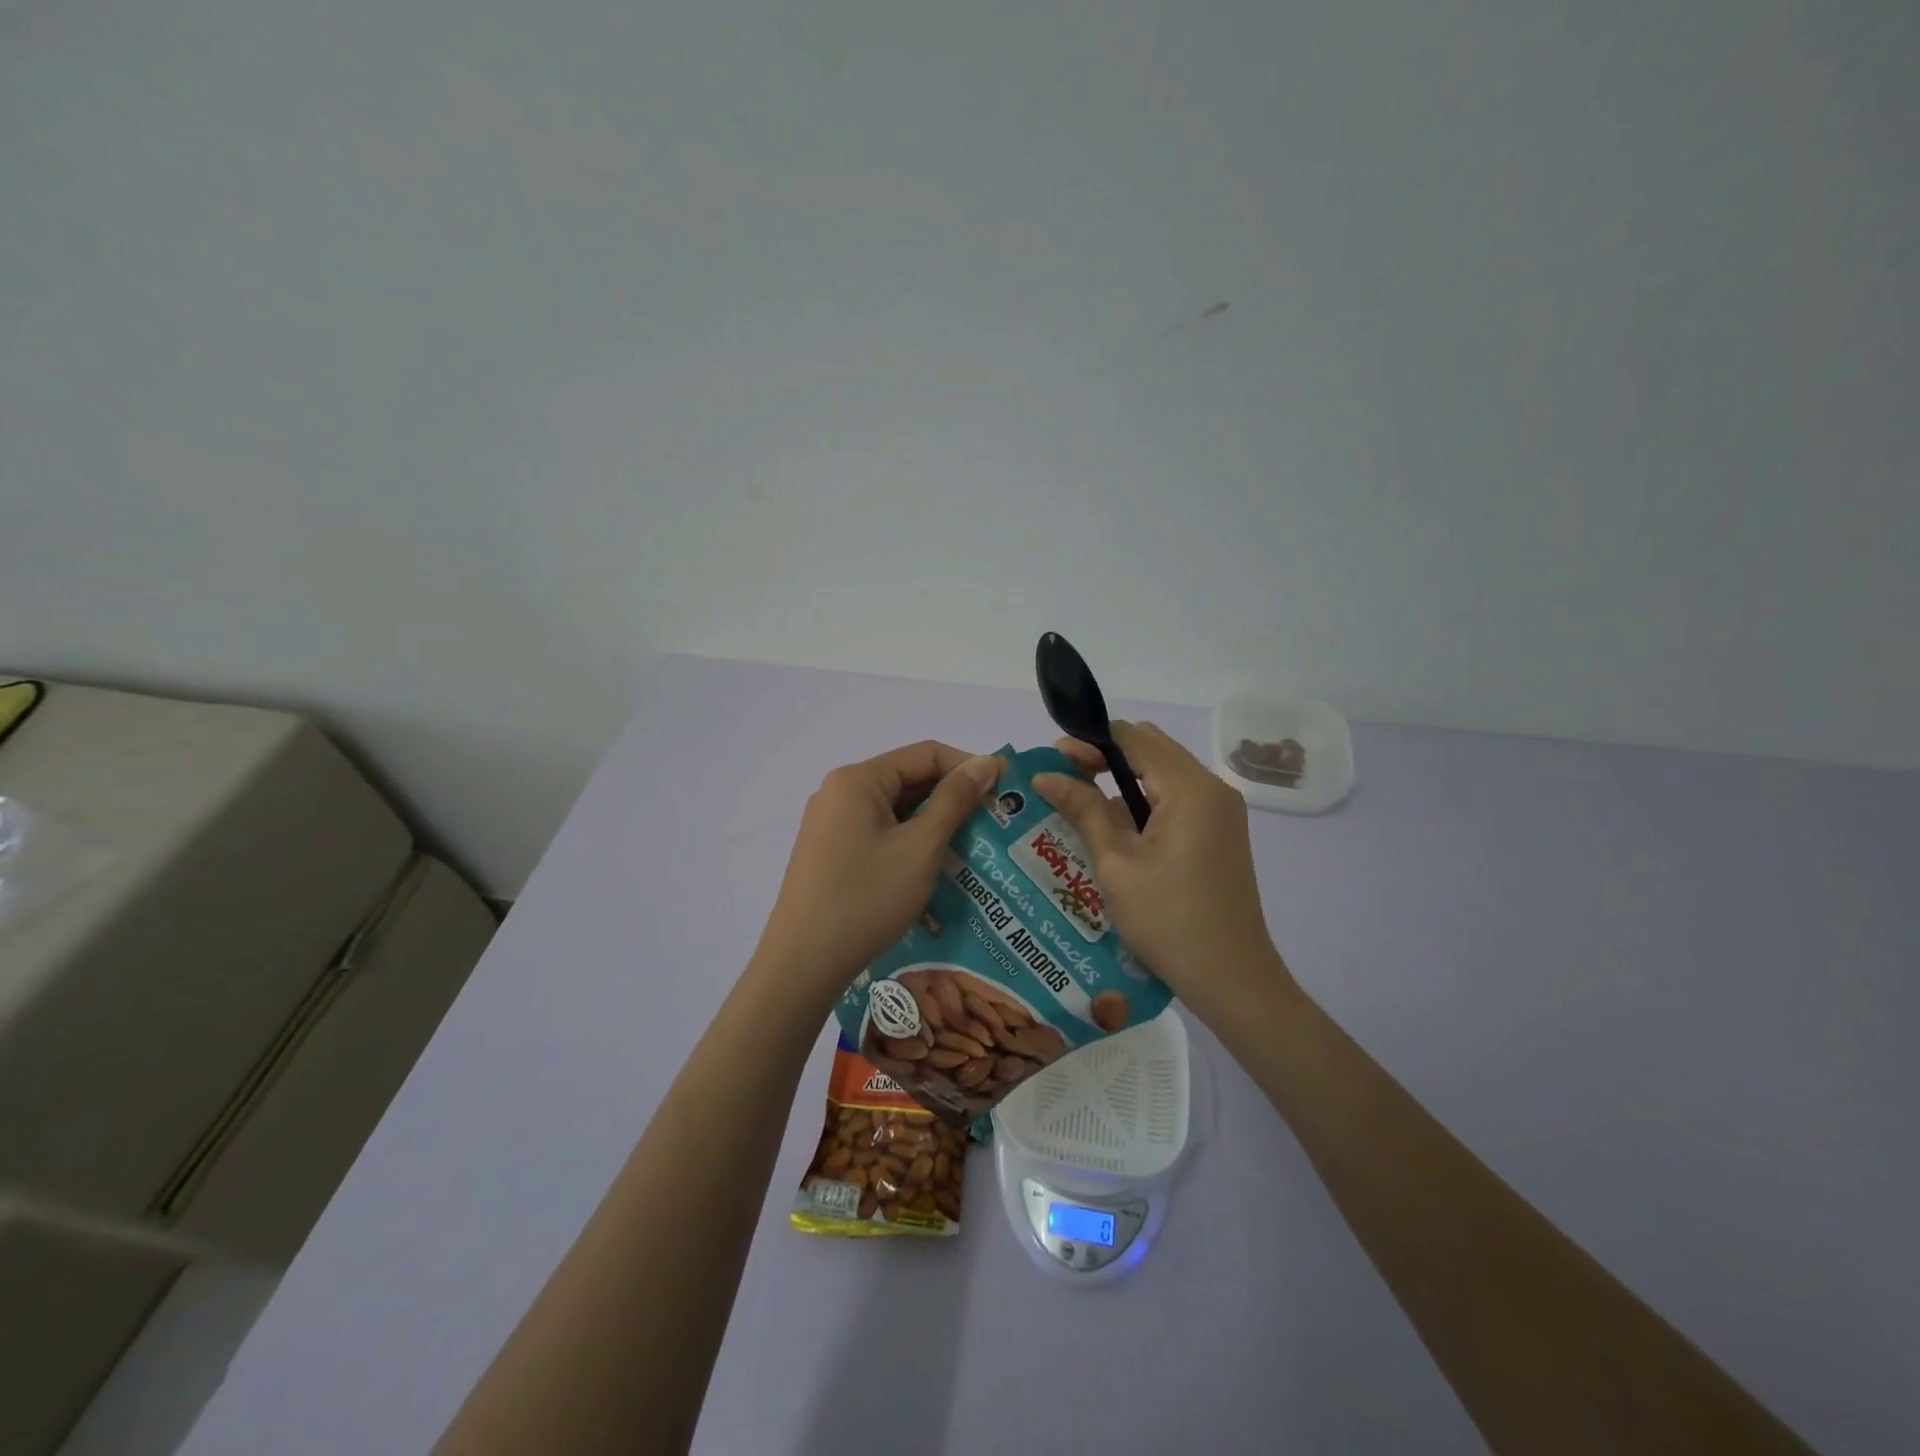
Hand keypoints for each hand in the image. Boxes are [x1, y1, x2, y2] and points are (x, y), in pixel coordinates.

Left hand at [755, 741, 1000, 1006]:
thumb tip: (985, 763)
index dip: (968, 766)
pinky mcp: (828, 852)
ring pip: (894, 810)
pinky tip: (932, 868)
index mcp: (858, 780)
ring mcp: (830, 823)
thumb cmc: (867, 898)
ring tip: (969, 848)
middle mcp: (839, 792)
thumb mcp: (920, 847)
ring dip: (932, 824)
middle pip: (908, 780)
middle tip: (992, 823)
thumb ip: (955, 800)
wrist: (803, 963)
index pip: (925, 754)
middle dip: (951, 799)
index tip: (1003, 791)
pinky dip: (908, 843)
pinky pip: (878, 833)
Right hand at [1032, 722, 1293, 1026]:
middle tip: (1064, 779)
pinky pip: (1175, 799)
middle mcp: (1212, 789)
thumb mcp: (1116, 863)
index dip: (1090, 741)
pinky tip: (1114, 828)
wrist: (1232, 978)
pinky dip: (1143, 802)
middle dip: (1105, 757)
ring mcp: (1220, 811)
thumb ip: (1083, 810)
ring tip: (1080, 803)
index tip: (1054, 758)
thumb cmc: (1168, 920)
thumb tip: (1044, 775)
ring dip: (1122, 780)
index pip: (1134, 738)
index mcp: (1190, 789)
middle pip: (1151, 750)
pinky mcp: (1219, 832)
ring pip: (1163, 775)